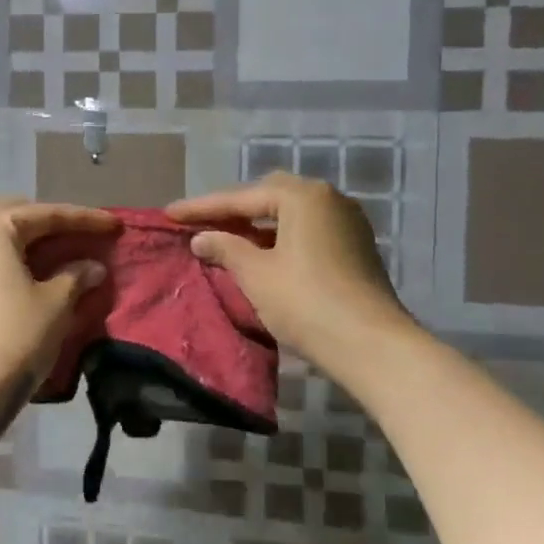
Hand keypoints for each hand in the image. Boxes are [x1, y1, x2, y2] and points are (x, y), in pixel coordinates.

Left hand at [0, 200, 114, 448]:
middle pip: (20, 220)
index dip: (85, 219)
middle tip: (87, 236)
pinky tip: (44, 278)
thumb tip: (93, 266)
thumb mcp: (55, 304)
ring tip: (71, 257)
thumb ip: (77, 276)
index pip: (46, 214)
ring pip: (5, 243)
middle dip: (55, 226)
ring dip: (38, 247)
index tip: (116, 225)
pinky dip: (21, 264)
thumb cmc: (13, 338)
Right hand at [167, 174, 410, 363]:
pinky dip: (280, 238)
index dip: (202, 207)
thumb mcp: (257, 274)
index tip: (170, 214)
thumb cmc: (306, 302)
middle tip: (201, 223)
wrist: (372, 346)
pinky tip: (261, 255)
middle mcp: (328, 199)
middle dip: (233, 210)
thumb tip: (201, 238)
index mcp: (303, 196)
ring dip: (257, 225)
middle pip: (269, 198)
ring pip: (290, 215)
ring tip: (226, 238)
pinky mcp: (355, 248)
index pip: (241, 198)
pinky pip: (307, 232)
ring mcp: (347, 223)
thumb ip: (225, 248)